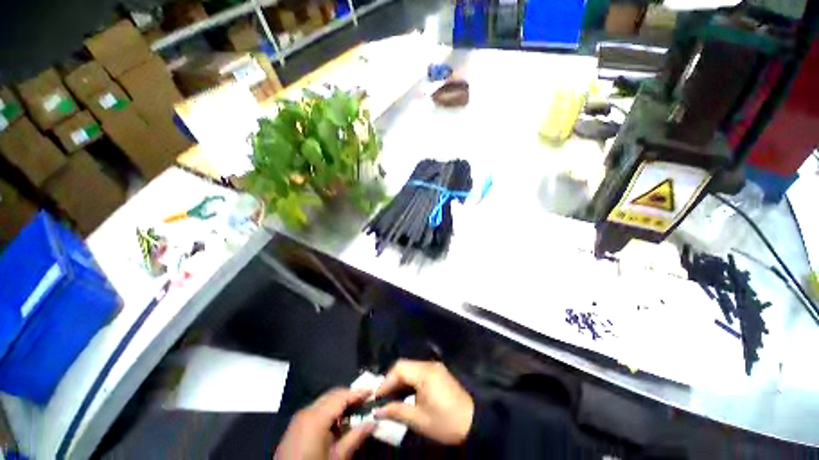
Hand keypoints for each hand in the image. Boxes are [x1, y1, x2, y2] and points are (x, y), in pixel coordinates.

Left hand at [276, 388, 373, 459]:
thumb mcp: (337, 458)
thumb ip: (356, 437)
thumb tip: (373, 422)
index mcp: (316, 417)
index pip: (341, 396)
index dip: (358, 393)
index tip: (372, 392)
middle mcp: (307, 411)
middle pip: (332, 395)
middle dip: (349, 397)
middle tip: (365, 402)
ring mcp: (299, 418)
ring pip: (324, 401)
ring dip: (340, 404)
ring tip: (355, 413)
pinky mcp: (295, 426)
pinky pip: (316, 410)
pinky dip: (329, 411)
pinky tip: (338, 423)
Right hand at [374, 360, 473, 444]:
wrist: (474, 423)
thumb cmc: (445, 422)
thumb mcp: (419, 420)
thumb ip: (397, 411)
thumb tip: (378, 410)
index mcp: (425, 373)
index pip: (399, 368)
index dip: (386, 381)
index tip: (376, 397)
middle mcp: (429, 365)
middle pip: (405, 366)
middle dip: (392, 380)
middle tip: (383, 398)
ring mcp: (435, 368)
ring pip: (411, 368)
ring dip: (400, 381)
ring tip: (391, 398)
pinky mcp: (438, 373)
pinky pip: (419, 372)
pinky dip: (409, 381)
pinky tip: (405, 394)